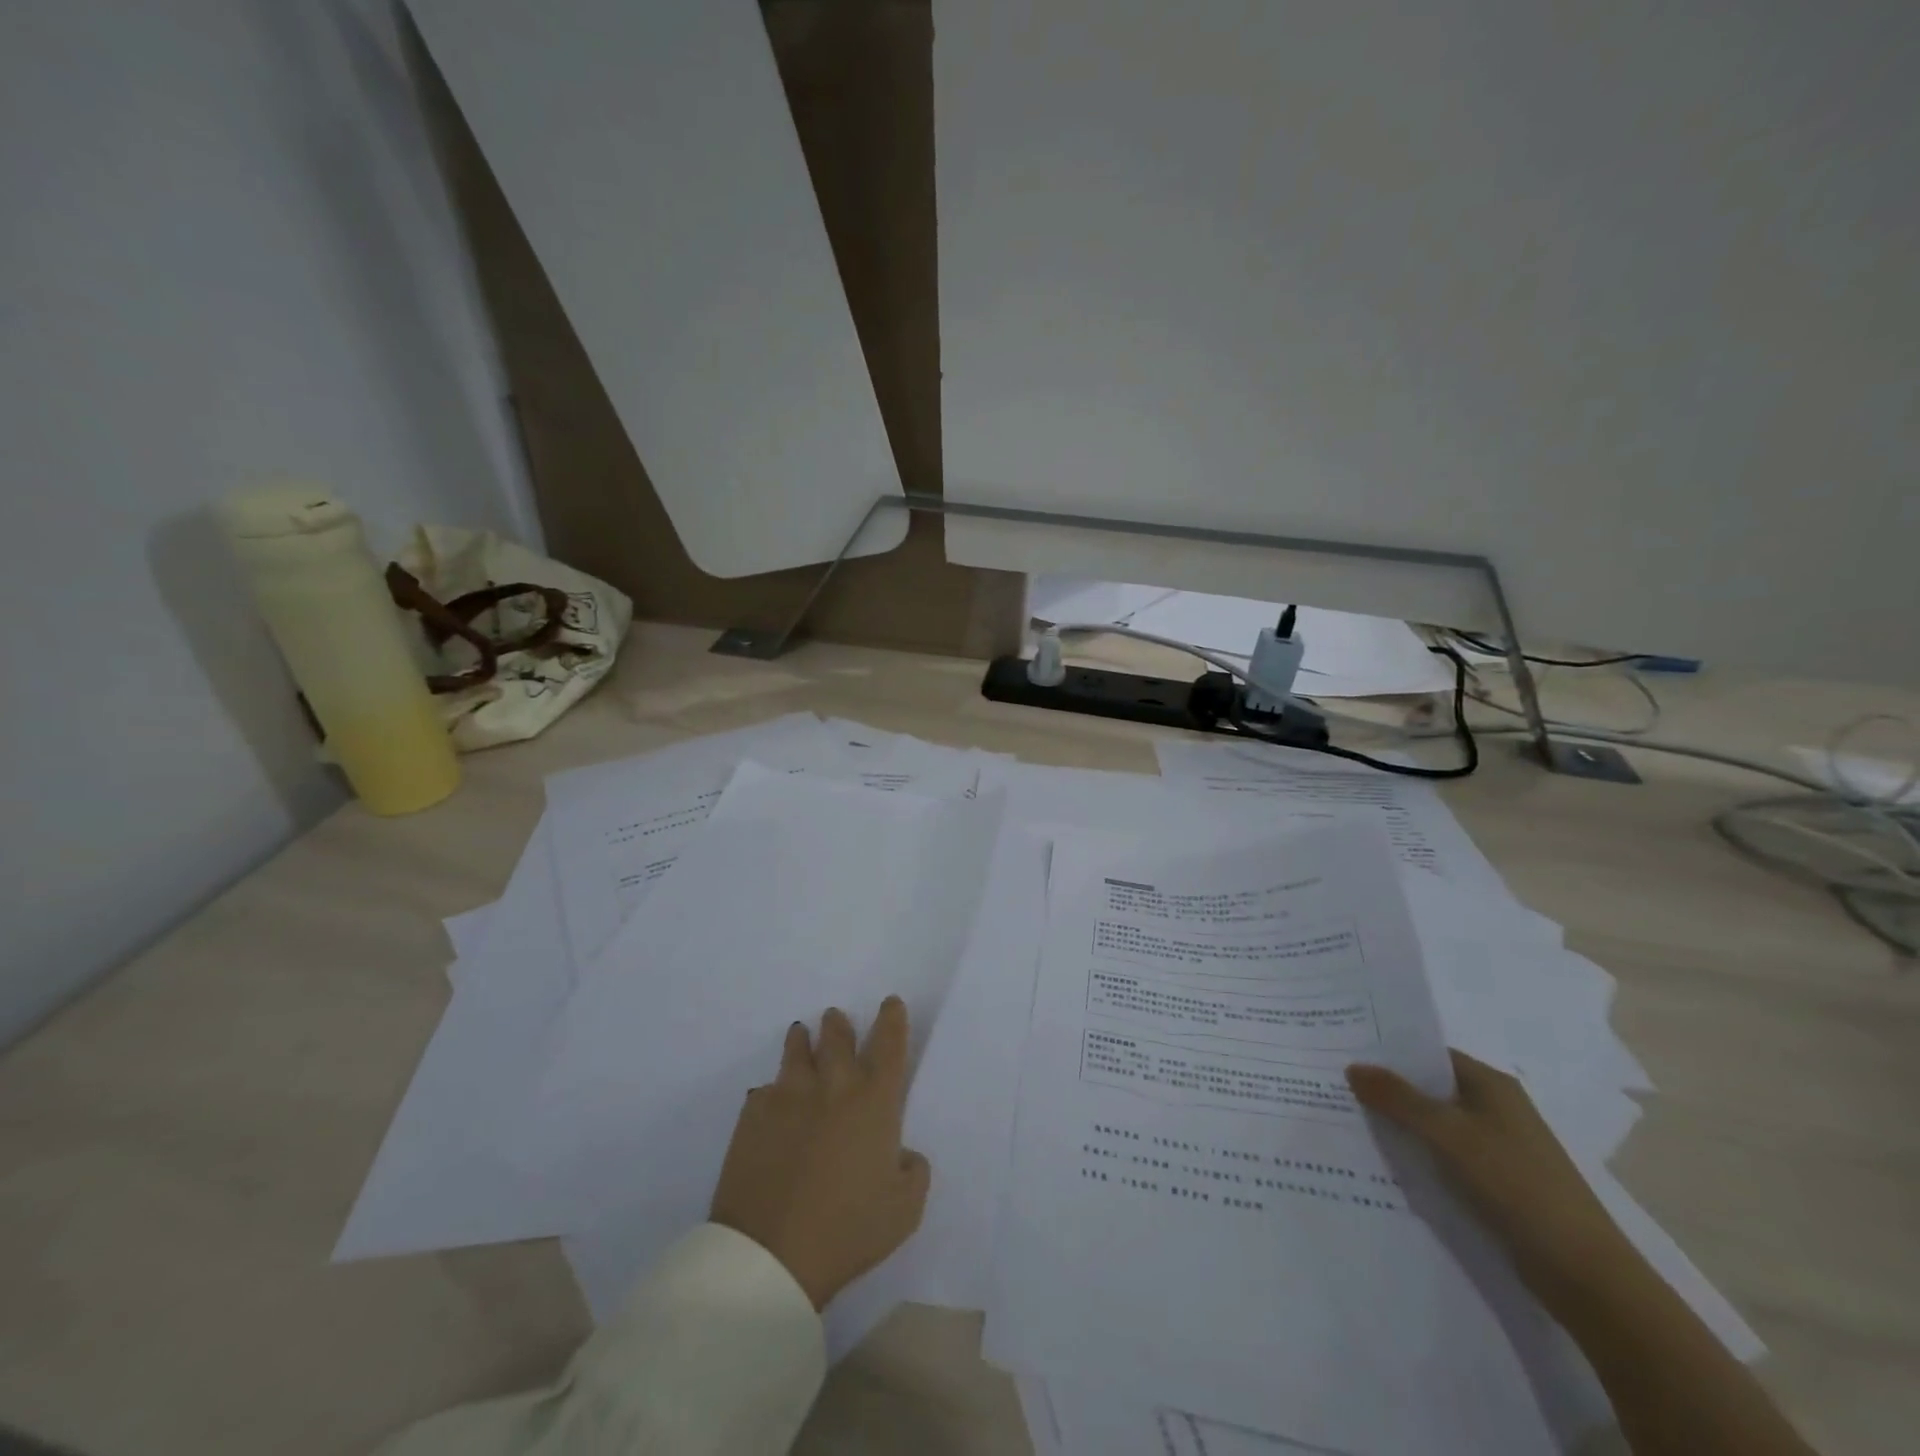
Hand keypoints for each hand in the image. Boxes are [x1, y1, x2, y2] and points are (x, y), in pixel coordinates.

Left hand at [710, 998, 931, 1310]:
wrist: (771, 1253)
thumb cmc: (847, 1230)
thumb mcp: (904, 1210)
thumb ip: (914, 1171)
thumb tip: (903, 1153)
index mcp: (875, 1100)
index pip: (889, 1043)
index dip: (892, 1019)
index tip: (890, 1004)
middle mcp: (833, 1085)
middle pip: (838, 1035)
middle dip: (839, 1024)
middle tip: (837, 1019)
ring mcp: (789, 1094)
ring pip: (797, 1049)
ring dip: (803, 1041)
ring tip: (801, 1035)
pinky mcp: (753, 1113)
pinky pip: (765, 1089)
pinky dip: (773, 1091)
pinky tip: (771, 1102)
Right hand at [1346, 1050, 1631, 1300]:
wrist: (1584, 1274)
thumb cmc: (1516, 1184)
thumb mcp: (1448, 1134)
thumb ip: (1398, 1098)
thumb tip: (1353, 1067)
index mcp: (1491, 1085)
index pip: (1430, 1054)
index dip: (1389, 1052)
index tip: (1344, 1052)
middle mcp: (1496, 1109)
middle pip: (1430, 1088)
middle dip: (1388, 1089)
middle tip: (1335, 1085)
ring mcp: (1498, 1148)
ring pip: (1435, 1125)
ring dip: (1400, 1125)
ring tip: (1349, 1121)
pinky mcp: (1497, 1184)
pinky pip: (1445, 1157)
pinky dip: (1419, 1155)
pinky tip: (1386, 1163)